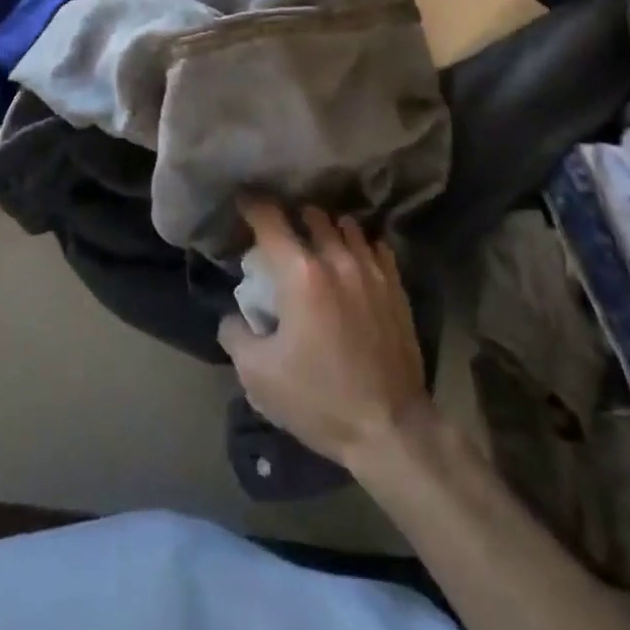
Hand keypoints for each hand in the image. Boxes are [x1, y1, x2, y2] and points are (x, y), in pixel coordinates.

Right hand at [217, 200, 430, 467]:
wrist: (390, 428)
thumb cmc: (319, 399)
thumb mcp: (258, 376)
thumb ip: (236, 334)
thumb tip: (233, 315)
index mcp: (300, 273)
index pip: (270, 219)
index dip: (252, 204)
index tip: (243, 201)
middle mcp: (336, 258)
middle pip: (311, 214)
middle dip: (292, 217)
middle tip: (282, 234)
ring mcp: (370, 269)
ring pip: (346, 224)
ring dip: (327, 228)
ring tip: (318, 243)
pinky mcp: (395, 285)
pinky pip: (375, 245)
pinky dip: (359, 244)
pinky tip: (353, 260)